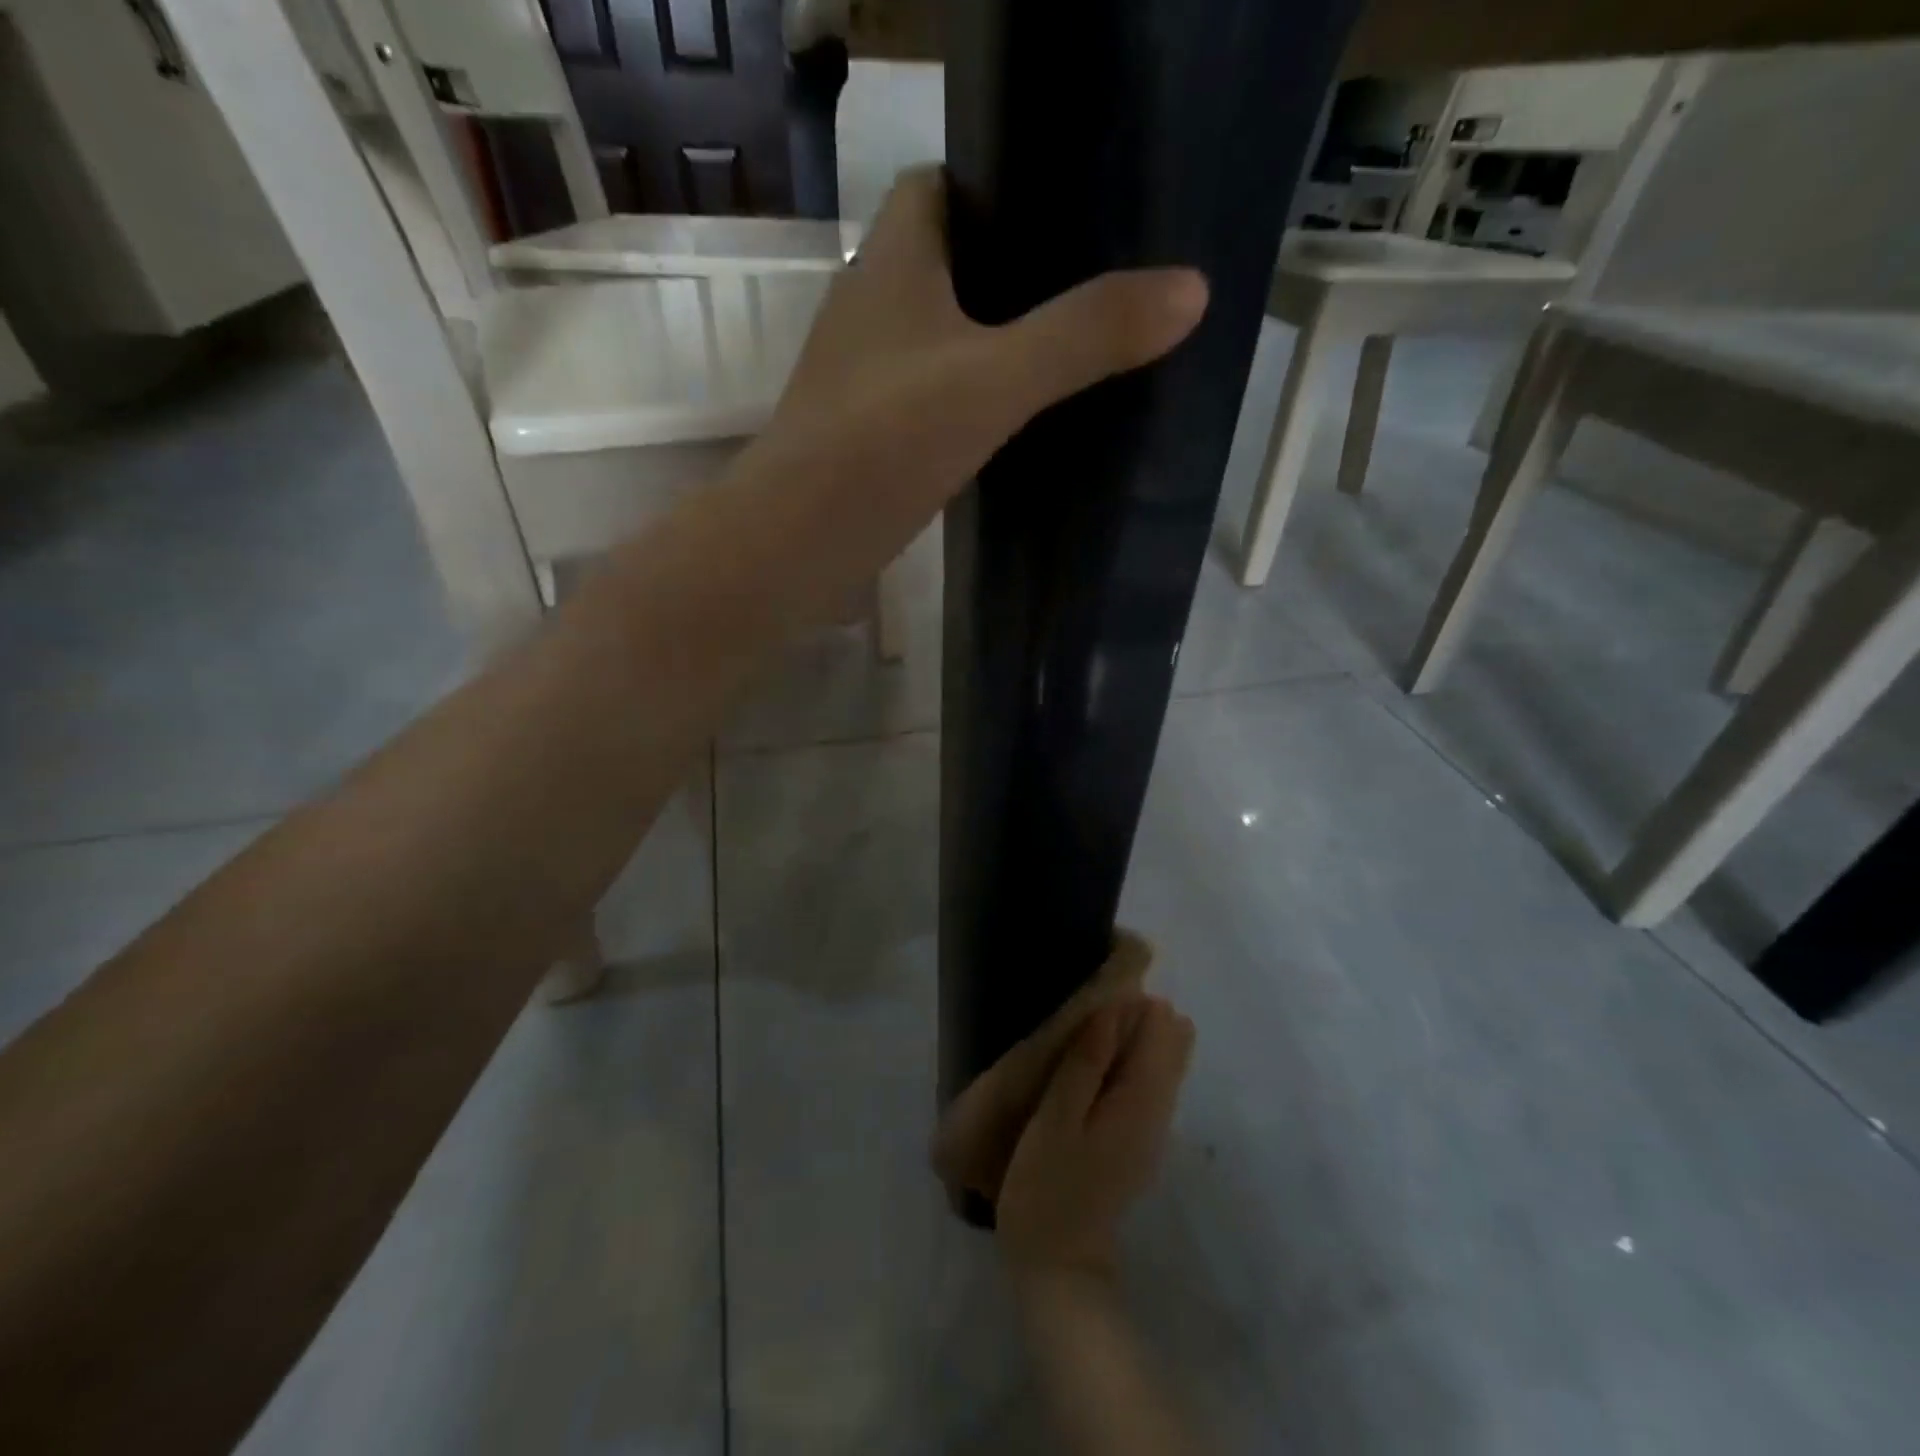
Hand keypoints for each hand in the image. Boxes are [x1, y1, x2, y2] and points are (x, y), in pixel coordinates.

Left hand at [762, 166, 1207, 515]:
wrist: (797, 542)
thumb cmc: (884, 441)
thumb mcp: (995, 381)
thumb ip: (1085, 334)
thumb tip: (1192, 289)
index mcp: (891, 259)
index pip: (941, 185)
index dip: (1000, 186)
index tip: (1068, 213)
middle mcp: (869, 305)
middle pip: (948, 260)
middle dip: (1012, 270)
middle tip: (1090, 288)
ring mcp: (864, 375)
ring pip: (939, 334)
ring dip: (991, 341)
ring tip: (1069, 352)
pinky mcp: (867, 433)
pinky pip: (929, 394)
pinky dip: (969, 398)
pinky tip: (1015, 422)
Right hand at [994, 996, 1194, 1278]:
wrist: (1058, 1266)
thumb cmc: (1047, 1187)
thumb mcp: (1056, 1121)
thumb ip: (1085, 1063)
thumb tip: (1112, 1008)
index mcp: (1142, 1102)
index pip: (1164, 1031)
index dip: (1133, 1005)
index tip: (1094, 999)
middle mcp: (1159, 1111)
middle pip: (1171, 1044)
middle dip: (1137, 1018)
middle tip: (1087, 1020)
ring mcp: (1152, 1128)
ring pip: (1161, 1063)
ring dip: (1131, 1040)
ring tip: (1085, 1037)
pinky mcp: (1138, 1139)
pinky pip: (1147, 1083)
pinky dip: (1126, 1064)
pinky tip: (1092, 1066)